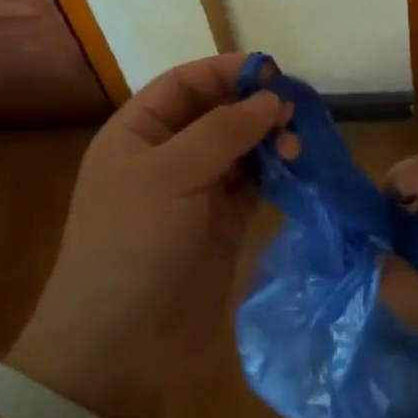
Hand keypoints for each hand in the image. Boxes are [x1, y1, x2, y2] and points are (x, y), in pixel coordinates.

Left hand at [7, 54, 290, 417]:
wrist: (119, 345)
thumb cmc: (132, 246)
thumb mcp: (169, 176)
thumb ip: (222, 131)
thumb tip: (269, 97)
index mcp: (138, 134)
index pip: (185, 84)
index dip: (226, 72)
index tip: (273, 71)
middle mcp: (167, 157)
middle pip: (217, 114)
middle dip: (255, 107)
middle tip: (295, 114)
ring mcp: (196, 193)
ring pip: (241, 149)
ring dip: (270, 141)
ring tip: (297, 146)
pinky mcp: (222, 226)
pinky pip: (254, 186)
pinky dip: (276, 174)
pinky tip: (298, 169)